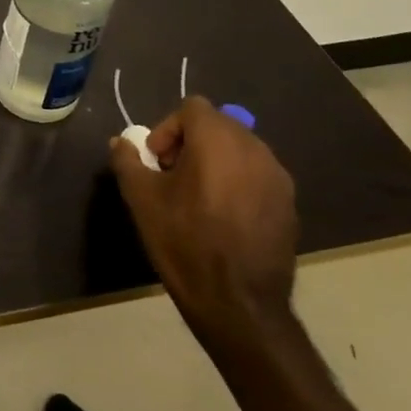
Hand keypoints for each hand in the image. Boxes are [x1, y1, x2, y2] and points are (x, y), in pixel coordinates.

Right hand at [110, 96, 298, 354]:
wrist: (238, 303)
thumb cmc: (184, 241)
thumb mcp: (141, 198)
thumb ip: (128, 160)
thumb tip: (121, 142)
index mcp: (217, 140)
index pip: (192, 108)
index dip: (168, 128)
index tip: (157, 160)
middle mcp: (254, 149)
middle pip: (218, 125)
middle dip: (191, 142)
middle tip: (172, 175)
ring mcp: (277, 177)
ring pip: (239, 150)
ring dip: (215, 161)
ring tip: (197, 197)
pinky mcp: (289, 204)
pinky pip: (257, 176)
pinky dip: (237, 182)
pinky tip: (223, 217)